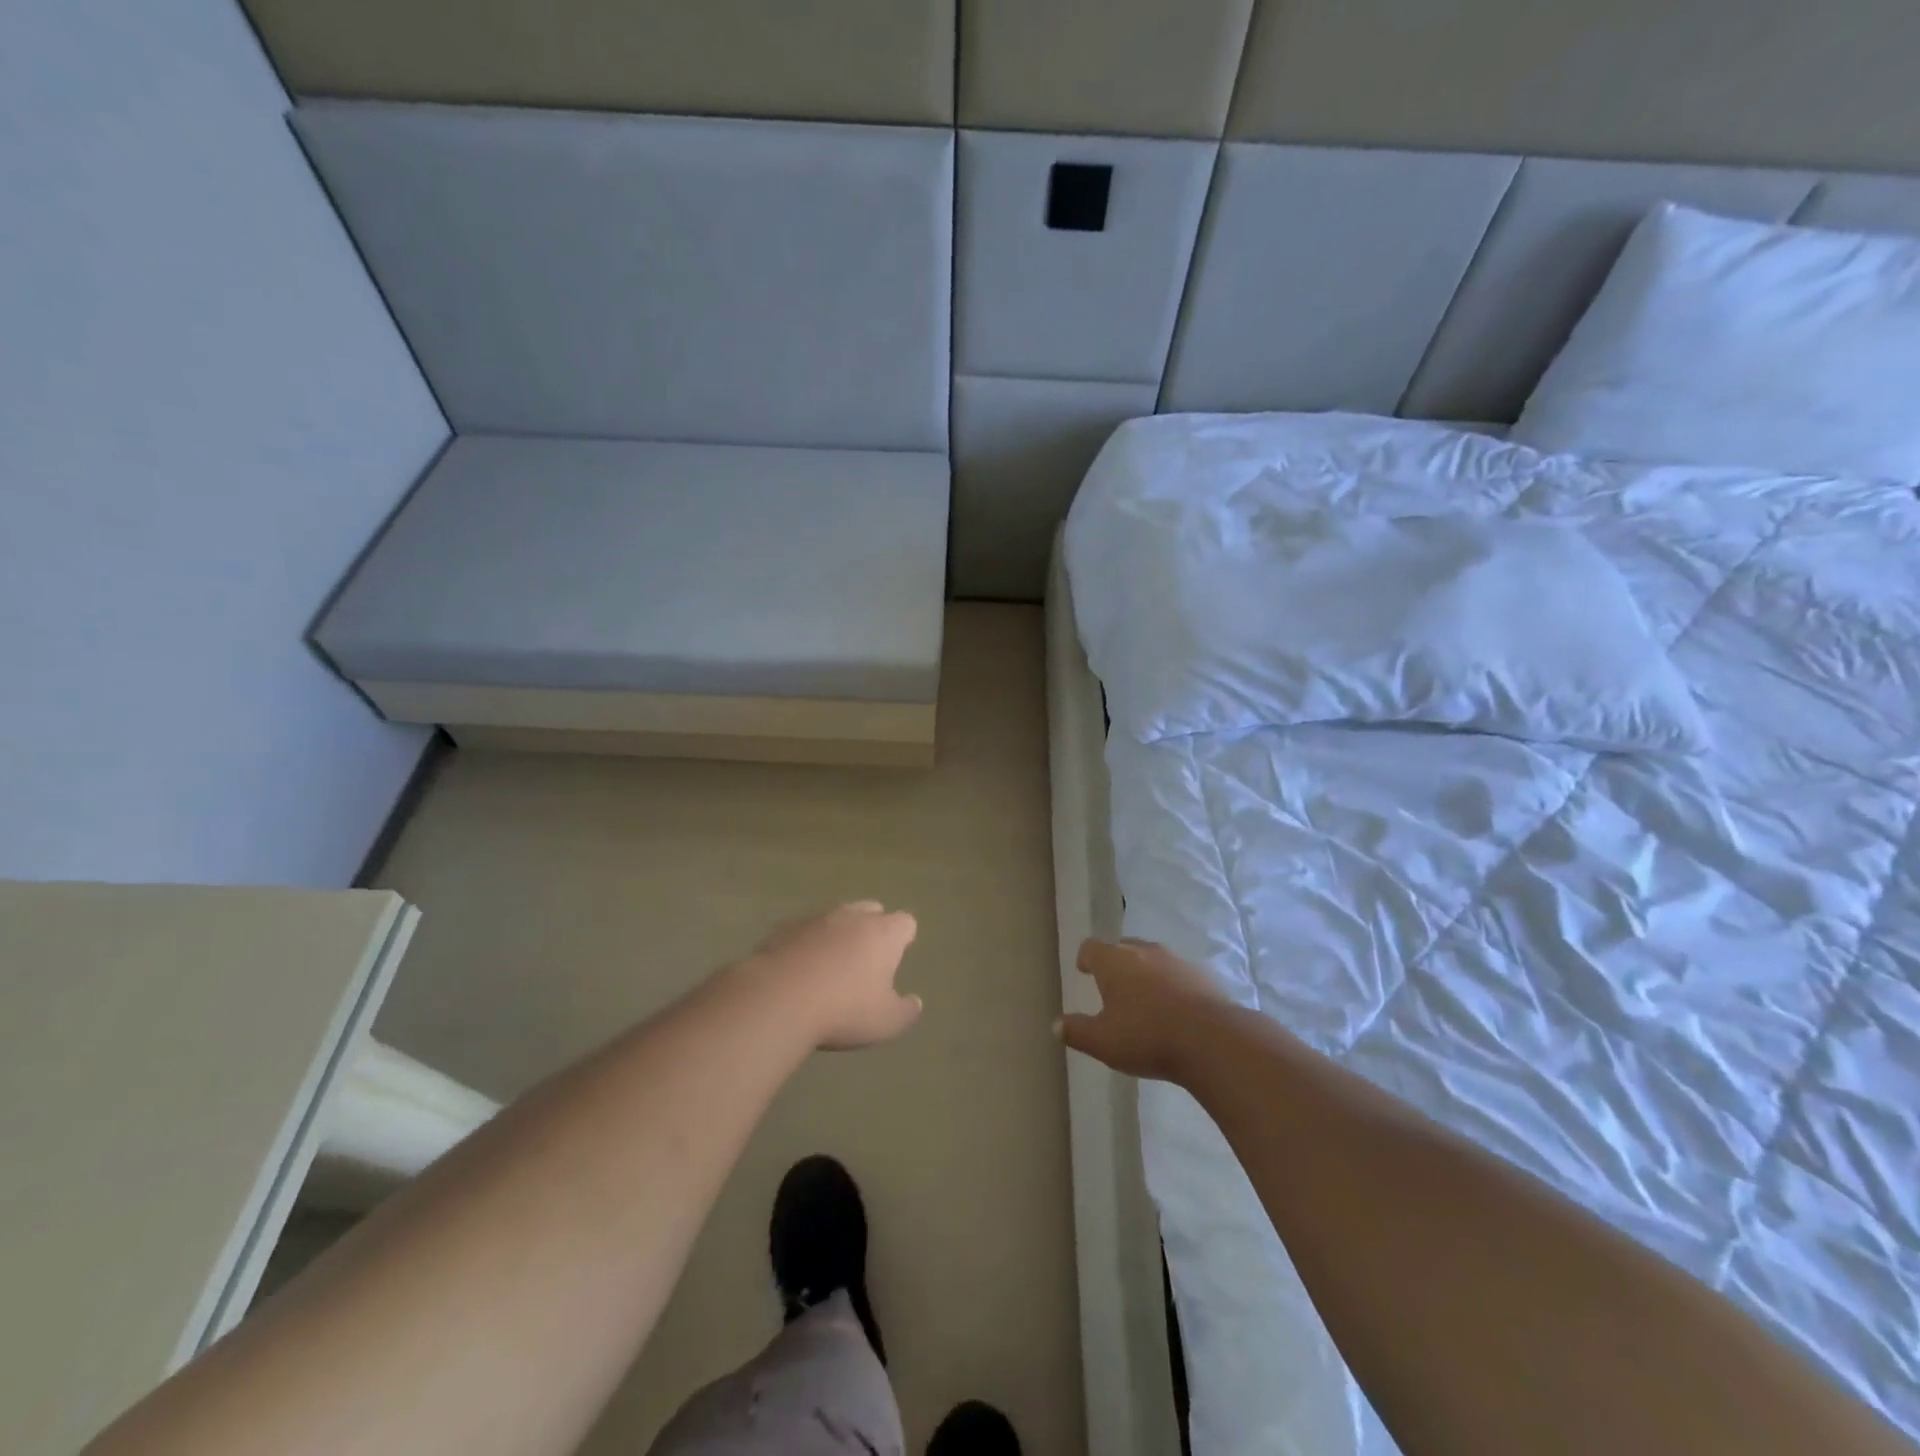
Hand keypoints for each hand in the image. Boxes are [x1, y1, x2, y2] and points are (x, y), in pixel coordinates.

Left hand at [741, 902, 921, 1050]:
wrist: (779, 999)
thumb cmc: (844, 1010)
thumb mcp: (886, 1022)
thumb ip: (906, 1011)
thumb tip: (915, 1002)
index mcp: (883, 933)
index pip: (905, 922)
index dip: (903, 938)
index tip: (897, 956)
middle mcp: (852, 916)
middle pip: (871, 910)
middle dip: (872, 928)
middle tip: (866, 959)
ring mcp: (816, 919)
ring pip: (835, 917)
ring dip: (837, 934)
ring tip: (830, 965)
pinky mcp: (784, 928)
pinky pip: (804, 930)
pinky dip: (806, 943)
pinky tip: (798, 969)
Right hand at [1058, 938, 1234, 1082]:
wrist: (1212, 1040)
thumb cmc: (1146, 1036)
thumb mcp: (1103, 1042)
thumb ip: (1077, 1031)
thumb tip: (1056, 1025)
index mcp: (1114, 961)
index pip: (1091, 947)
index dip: (1086, 958)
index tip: (1084, 970)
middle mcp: (1144, 952)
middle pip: (1123, 948)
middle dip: (1116, 963)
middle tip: (1113, 985)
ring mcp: (1177, 961)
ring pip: (1153, 959)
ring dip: (1146, 973)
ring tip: (1145, 998)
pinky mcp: (1204, 976)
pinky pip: (1179, 975)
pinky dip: (1173, 986)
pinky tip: (1176, 1009)